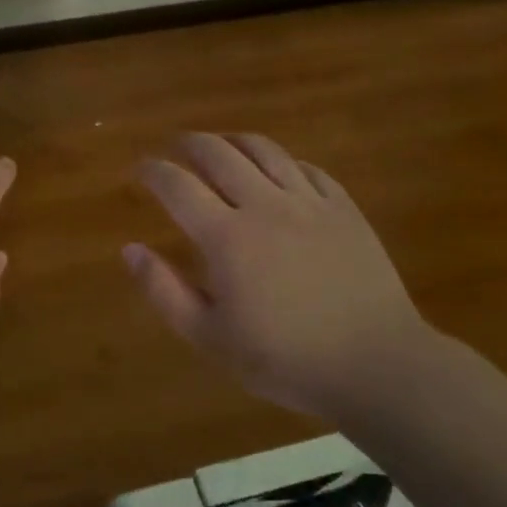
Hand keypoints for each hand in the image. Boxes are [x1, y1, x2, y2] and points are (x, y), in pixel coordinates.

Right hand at [125, 133, 434, 420]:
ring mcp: (309, 202)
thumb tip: (130, 249)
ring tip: (221, 146)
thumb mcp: (210, 338)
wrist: (377, 366)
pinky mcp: (344, 209)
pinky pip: (308, 168)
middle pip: (218, 153)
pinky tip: (278, 171)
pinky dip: (283, 161)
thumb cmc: (285, 359)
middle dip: (190, 143)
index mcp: (226, 237)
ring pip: (264, 150)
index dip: (153, 170)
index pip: (177, 185)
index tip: (141, 168)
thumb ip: (164, 291)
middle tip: (176, 146)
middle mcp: (264, 205)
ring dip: (233, 141)